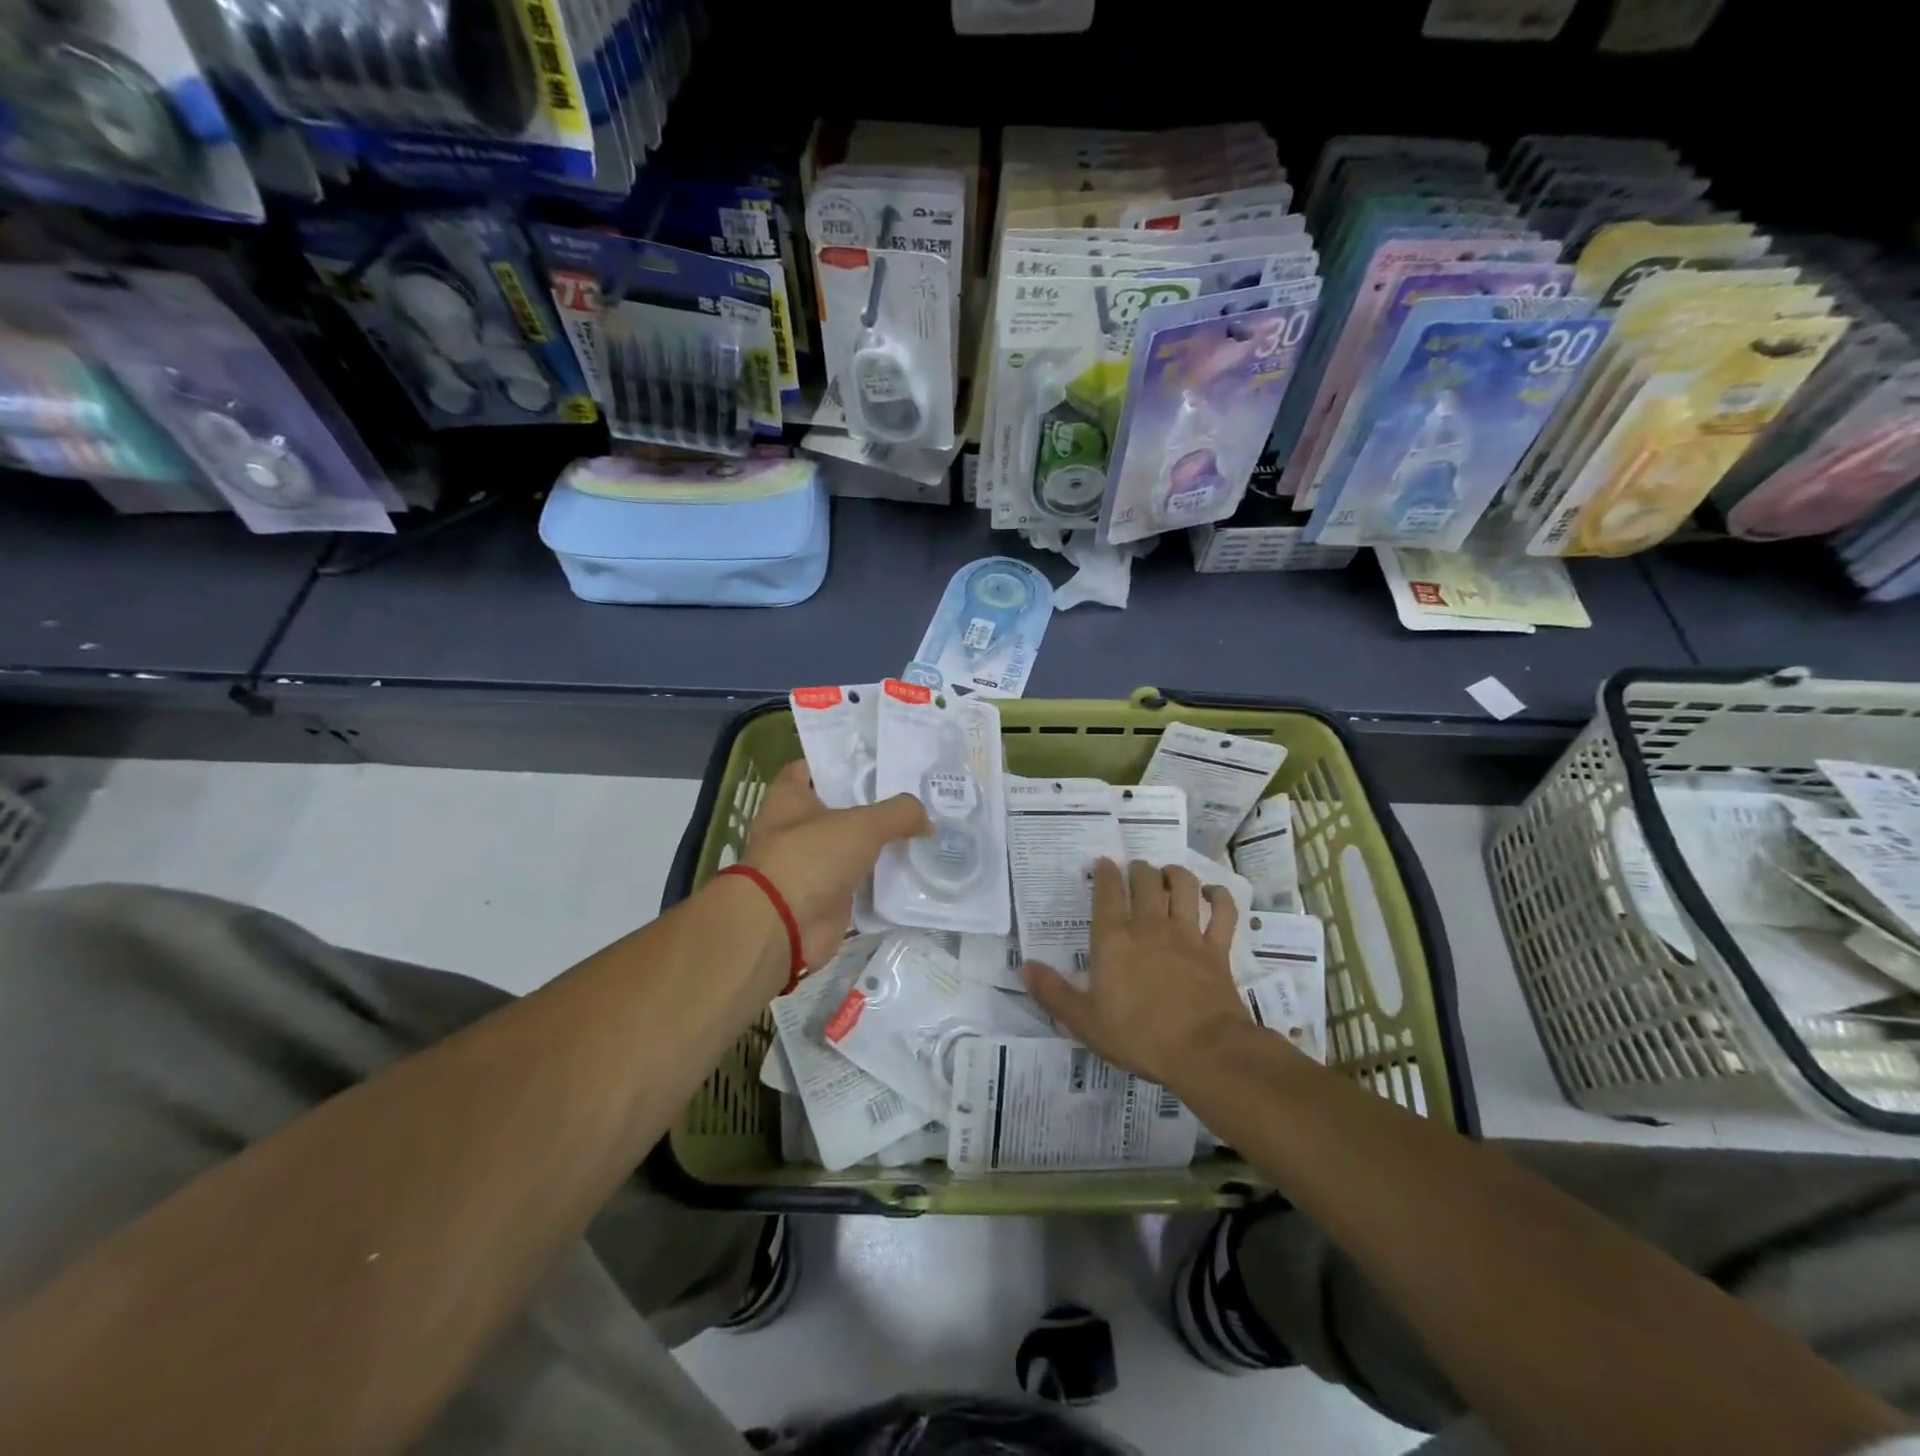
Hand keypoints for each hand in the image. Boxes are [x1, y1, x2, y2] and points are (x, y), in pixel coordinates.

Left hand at [742, 760, 929, 967]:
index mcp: (789, 798)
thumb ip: (899, 813)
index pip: (814, 767)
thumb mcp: (863, 824)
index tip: (879, 761)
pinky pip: (858, 883)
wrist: (784, 926)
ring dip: (878, 845)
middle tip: (913, 796)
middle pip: (838, 808)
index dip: (843, 762)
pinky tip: (912, 871)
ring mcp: (809, 865)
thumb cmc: (811, 857)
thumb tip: (927, 821)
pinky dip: (880, 880)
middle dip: (871, 804)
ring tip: (921, 831)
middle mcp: (795, 828)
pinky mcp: (824, 897)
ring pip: (851, 847)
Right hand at [1022, 858, 1250, 1086]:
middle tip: (1134, 871)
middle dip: (1138, 869)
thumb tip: (1025, 966)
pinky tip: (1211, 894)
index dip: (1104, 873)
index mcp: (1114, 939)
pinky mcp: (1217, 949)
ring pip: (1183, 885)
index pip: (1107, 892)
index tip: (1103, 864)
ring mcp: (1187, 934)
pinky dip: (1218, 897)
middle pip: (1145, 880)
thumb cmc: (1137, 1036)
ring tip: (1167, 875)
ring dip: (1174, 874)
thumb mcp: (1084, 1021)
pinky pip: (1222, 911)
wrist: (1204, 1052)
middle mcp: (1150, 925)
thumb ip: (1053, 992)